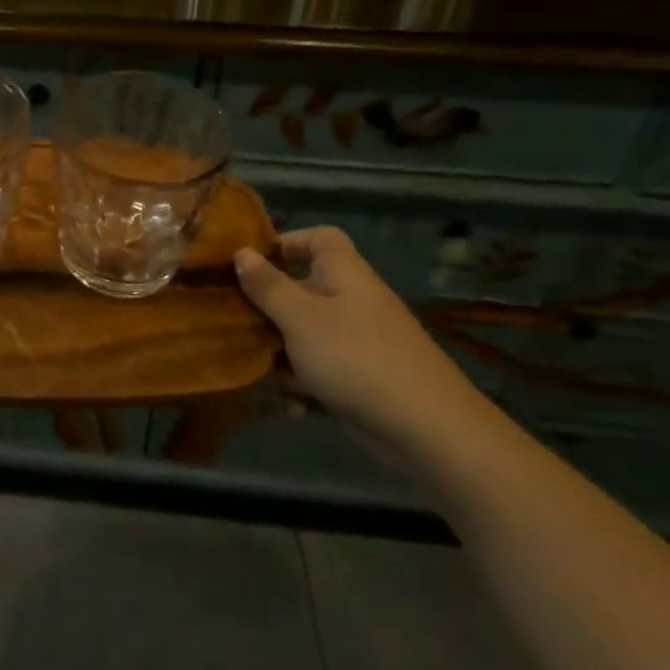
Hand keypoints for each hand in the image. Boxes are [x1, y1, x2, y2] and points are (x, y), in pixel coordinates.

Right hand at [234, 228, 489, 457]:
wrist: (428, 430)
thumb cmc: (355, 358)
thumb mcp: (300, 318)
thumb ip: (267, 286)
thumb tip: (242, 253)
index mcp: (343, 274)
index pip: (318, 238)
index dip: (286, 243)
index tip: (251, 264)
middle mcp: (351, 301)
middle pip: (300, 291)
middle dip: (269, 314)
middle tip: (241, 328)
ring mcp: (357, 341)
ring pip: (303, 335)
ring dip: (282, 358)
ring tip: (274, 380)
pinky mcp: (360, 378)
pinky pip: (320, 371)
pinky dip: (306, 387)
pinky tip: (298, 408)